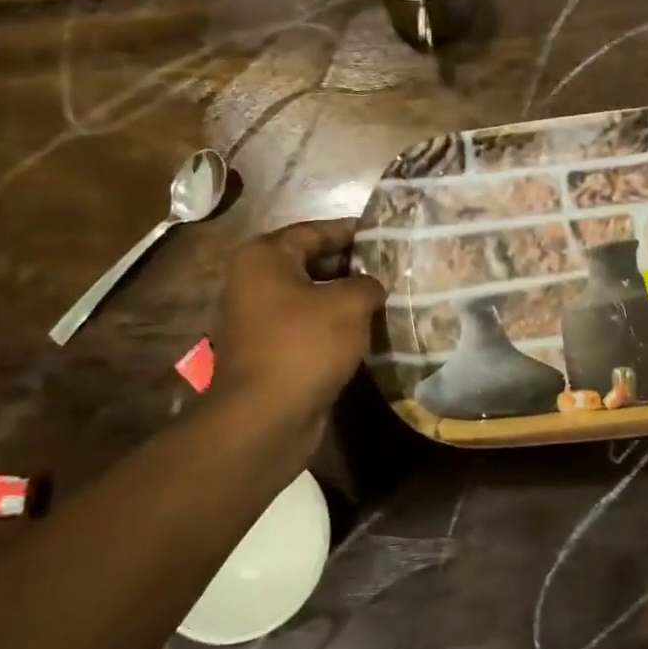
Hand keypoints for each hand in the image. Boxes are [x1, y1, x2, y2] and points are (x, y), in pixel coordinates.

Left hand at [211, 219, 384, 444]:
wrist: (265, 417)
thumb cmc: (304, 346)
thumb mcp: (349, 304)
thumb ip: (368, 284)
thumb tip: (371, 287)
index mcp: (265, 257)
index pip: (315, 230)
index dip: (352, 231)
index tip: (385, 233)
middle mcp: (255, 281)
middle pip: (311, 261)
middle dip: (351, 265)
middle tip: (392, 267)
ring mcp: (259, 318)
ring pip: (312, 296)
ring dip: (345, 298)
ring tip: (386, 297)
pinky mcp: (270, 350)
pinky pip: (308, 326)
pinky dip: (334, 325)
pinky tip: (367, 330)